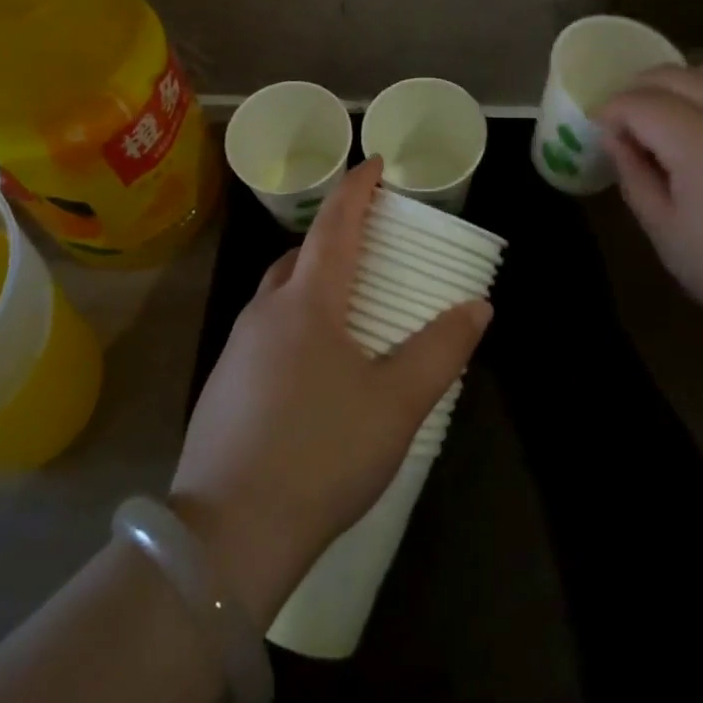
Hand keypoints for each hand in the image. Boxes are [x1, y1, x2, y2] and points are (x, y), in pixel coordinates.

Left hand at [168, 157, 490, 624]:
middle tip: (371, 241)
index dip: (357, 188)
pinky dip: (295, 318)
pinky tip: (314, 362)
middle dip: (336, 235)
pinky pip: (266, 328)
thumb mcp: (396, 405)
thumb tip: (478, 306)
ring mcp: (238, 347)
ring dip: (313, 279)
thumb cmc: (322, 455)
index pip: (336, 223)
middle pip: (302, 253)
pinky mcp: (224, 384)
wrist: (227, 537)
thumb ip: (440, 350)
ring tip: (348, 301)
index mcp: (307, 301)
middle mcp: (266, 311)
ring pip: (280, 291)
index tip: (376, 164)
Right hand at [598, 65, 702, 343]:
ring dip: (681, 82)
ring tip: (665, 109)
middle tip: (623, 121)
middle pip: (674, 77)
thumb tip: (613, 137)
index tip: (598, 130)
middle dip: (638, 91)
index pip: (639, 103)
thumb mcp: (664, 231)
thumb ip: (634, 175)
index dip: (611, 111)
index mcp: (697, 142)